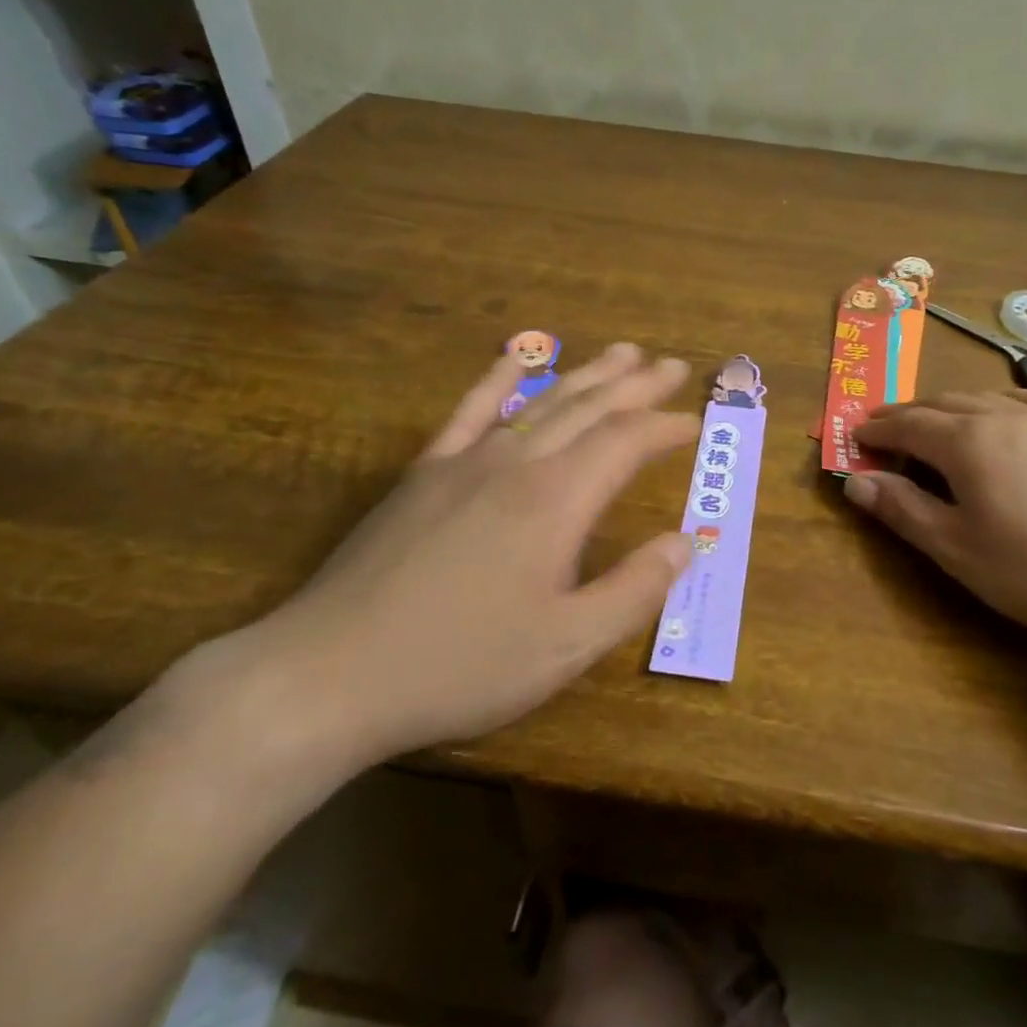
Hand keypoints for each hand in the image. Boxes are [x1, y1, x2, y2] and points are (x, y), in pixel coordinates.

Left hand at [169, 345, 698, 775]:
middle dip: (636, 385)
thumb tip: (684, 543)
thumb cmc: (462, 665)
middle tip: (673, 366)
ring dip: (586, 375)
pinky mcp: (423, 475)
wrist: (331, 673)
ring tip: (621, 352)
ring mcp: (464, 463)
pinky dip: (499, 380)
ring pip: (540, 403)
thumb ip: (635, 591)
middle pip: (589, 408)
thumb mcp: (567, 645)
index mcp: (556, 501)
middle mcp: (515, 464)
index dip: (665, 427)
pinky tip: (515, 359)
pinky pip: (468, 411)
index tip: (695, 421)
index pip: (626, 442)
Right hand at [844, 390, 1026, 645]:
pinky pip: (1026, 400)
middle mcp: (1003, 415)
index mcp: (967, 442)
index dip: (877, 431)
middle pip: (941, 403)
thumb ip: (903, 510)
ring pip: (983, 397)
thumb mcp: (958, 549)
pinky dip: (996, 402)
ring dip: (948, 406)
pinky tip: (1002, 414)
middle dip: (906, 414)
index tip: (854, 436)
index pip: (907, 425)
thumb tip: (856, 481)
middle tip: (883, 429)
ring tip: (933, 422)